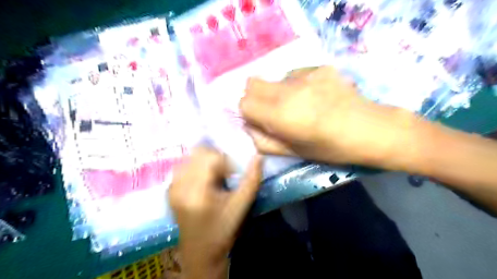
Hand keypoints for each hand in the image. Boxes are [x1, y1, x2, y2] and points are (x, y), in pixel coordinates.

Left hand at [170, 147, 263, 277]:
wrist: (200, 251)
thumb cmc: (223, 230)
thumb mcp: (241, 206)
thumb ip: (252, 180)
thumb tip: (259, 156)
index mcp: (197, 191)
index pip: (210, 157)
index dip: (225, 161)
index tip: (232, 175)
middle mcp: (179, 185)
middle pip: (198, 153)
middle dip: (215, 159)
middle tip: (224, 175)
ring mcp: (172, 187)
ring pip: (190, 157)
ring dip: (205, 162)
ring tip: (213, 178)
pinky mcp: (169, 189)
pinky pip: (184, 165)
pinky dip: (196, 167)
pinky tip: (203, 181)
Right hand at [239, 66, 415, 167]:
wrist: (371, 129)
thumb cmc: (331, 148)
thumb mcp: (294, 153)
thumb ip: (265, 141)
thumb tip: (249, 127)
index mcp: (280, 115)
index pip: (244, 103)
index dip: (248, 113)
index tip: (259, 121)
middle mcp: (288, 90)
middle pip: (252, 83)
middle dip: (255, 97)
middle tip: (271, 111)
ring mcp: (305, 74)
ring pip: (274, 79)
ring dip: (276, 91)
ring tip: (298, 104)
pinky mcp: (319, 68)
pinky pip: (295, 74)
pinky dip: (296, 84)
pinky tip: (314, 95)